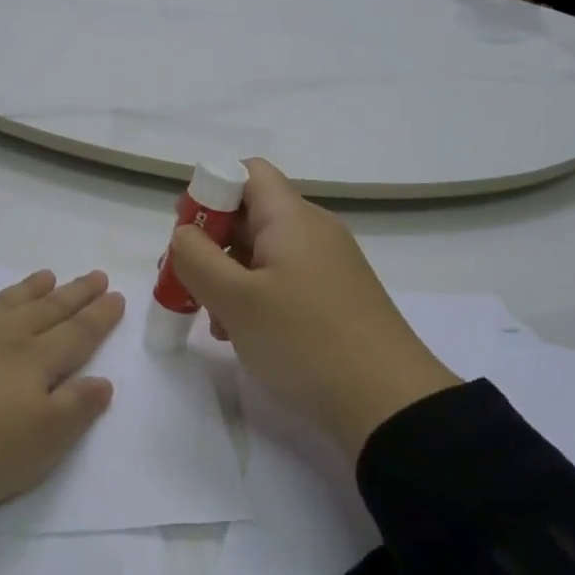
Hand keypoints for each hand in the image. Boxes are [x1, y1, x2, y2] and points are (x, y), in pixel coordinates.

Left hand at [0, 270, 122, 547]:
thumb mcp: (36, 445)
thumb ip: (74, 411)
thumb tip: (103, 382)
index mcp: (31, 364)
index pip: (76, 336)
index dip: (99, 317)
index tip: (116, 295)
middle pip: (44, 311)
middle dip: (73, 295)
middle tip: (94, 275)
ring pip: (1, 305)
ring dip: (27, 290)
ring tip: (47, 274)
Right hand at [170, 159, 458, 460]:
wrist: (390, 403)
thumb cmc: (304, 339)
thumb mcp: (235, 299)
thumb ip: (196, 258)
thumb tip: (186, 234)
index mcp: (291, 217)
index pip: (247, 172)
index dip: (210, 191)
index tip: (185, 233)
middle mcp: (313, 230)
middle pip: (251, 214)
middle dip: (211, 243)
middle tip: (184, 282)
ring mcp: (328, 265)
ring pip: (263, 253)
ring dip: (229, 277)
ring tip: (213, 321)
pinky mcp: (335, 297)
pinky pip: (284, 280)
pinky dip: (256, 297)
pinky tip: (242, 335)